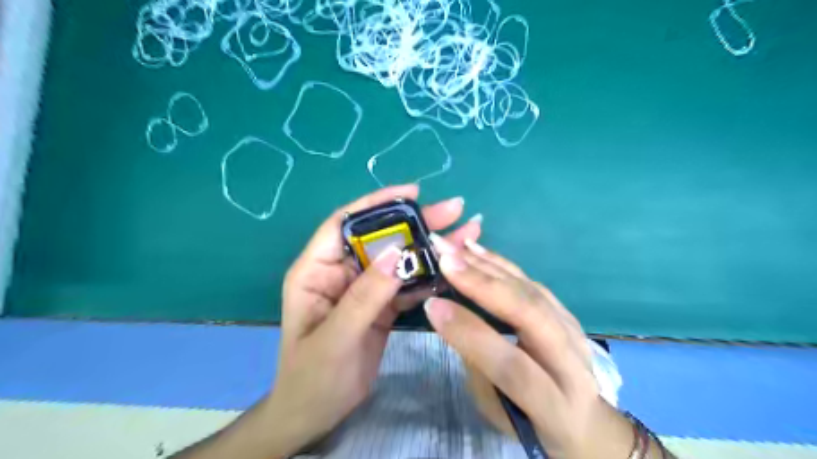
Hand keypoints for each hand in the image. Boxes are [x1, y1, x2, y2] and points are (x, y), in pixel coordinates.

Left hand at [269, 185, 482, 456]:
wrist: (316, 414)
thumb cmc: (311, 377)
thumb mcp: (334, 337)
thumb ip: (365, 296)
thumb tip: (398, 252)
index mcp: (317, 270)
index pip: (345, 223)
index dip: (377, 204)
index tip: (412, 193)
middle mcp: (341, 272)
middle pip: (380, 238)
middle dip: (416, 223)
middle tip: (454, 209)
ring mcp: (364, 288)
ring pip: (398, 259)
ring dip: (429, 247)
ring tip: (465, 233)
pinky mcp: (380, 305)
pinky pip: (406, 284)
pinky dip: (429, 276)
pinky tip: (454, 268)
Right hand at [424, 239, 634, 458]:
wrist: (586, 421)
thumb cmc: (533, 424)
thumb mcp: (498, 412)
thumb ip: (480, 365)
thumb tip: (456, 316)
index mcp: (555, 405)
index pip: (511, 364)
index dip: (470, 333)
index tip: (433, 306)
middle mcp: (572, 363)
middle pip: (530, 314)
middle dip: (483, 284)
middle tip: (445, 259)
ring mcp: (574, 332)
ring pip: (531, 291)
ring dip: (488, 265)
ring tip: (455, 248)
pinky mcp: (567, 312)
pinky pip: (532, 282)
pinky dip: (501, 264)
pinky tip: (477, 250)